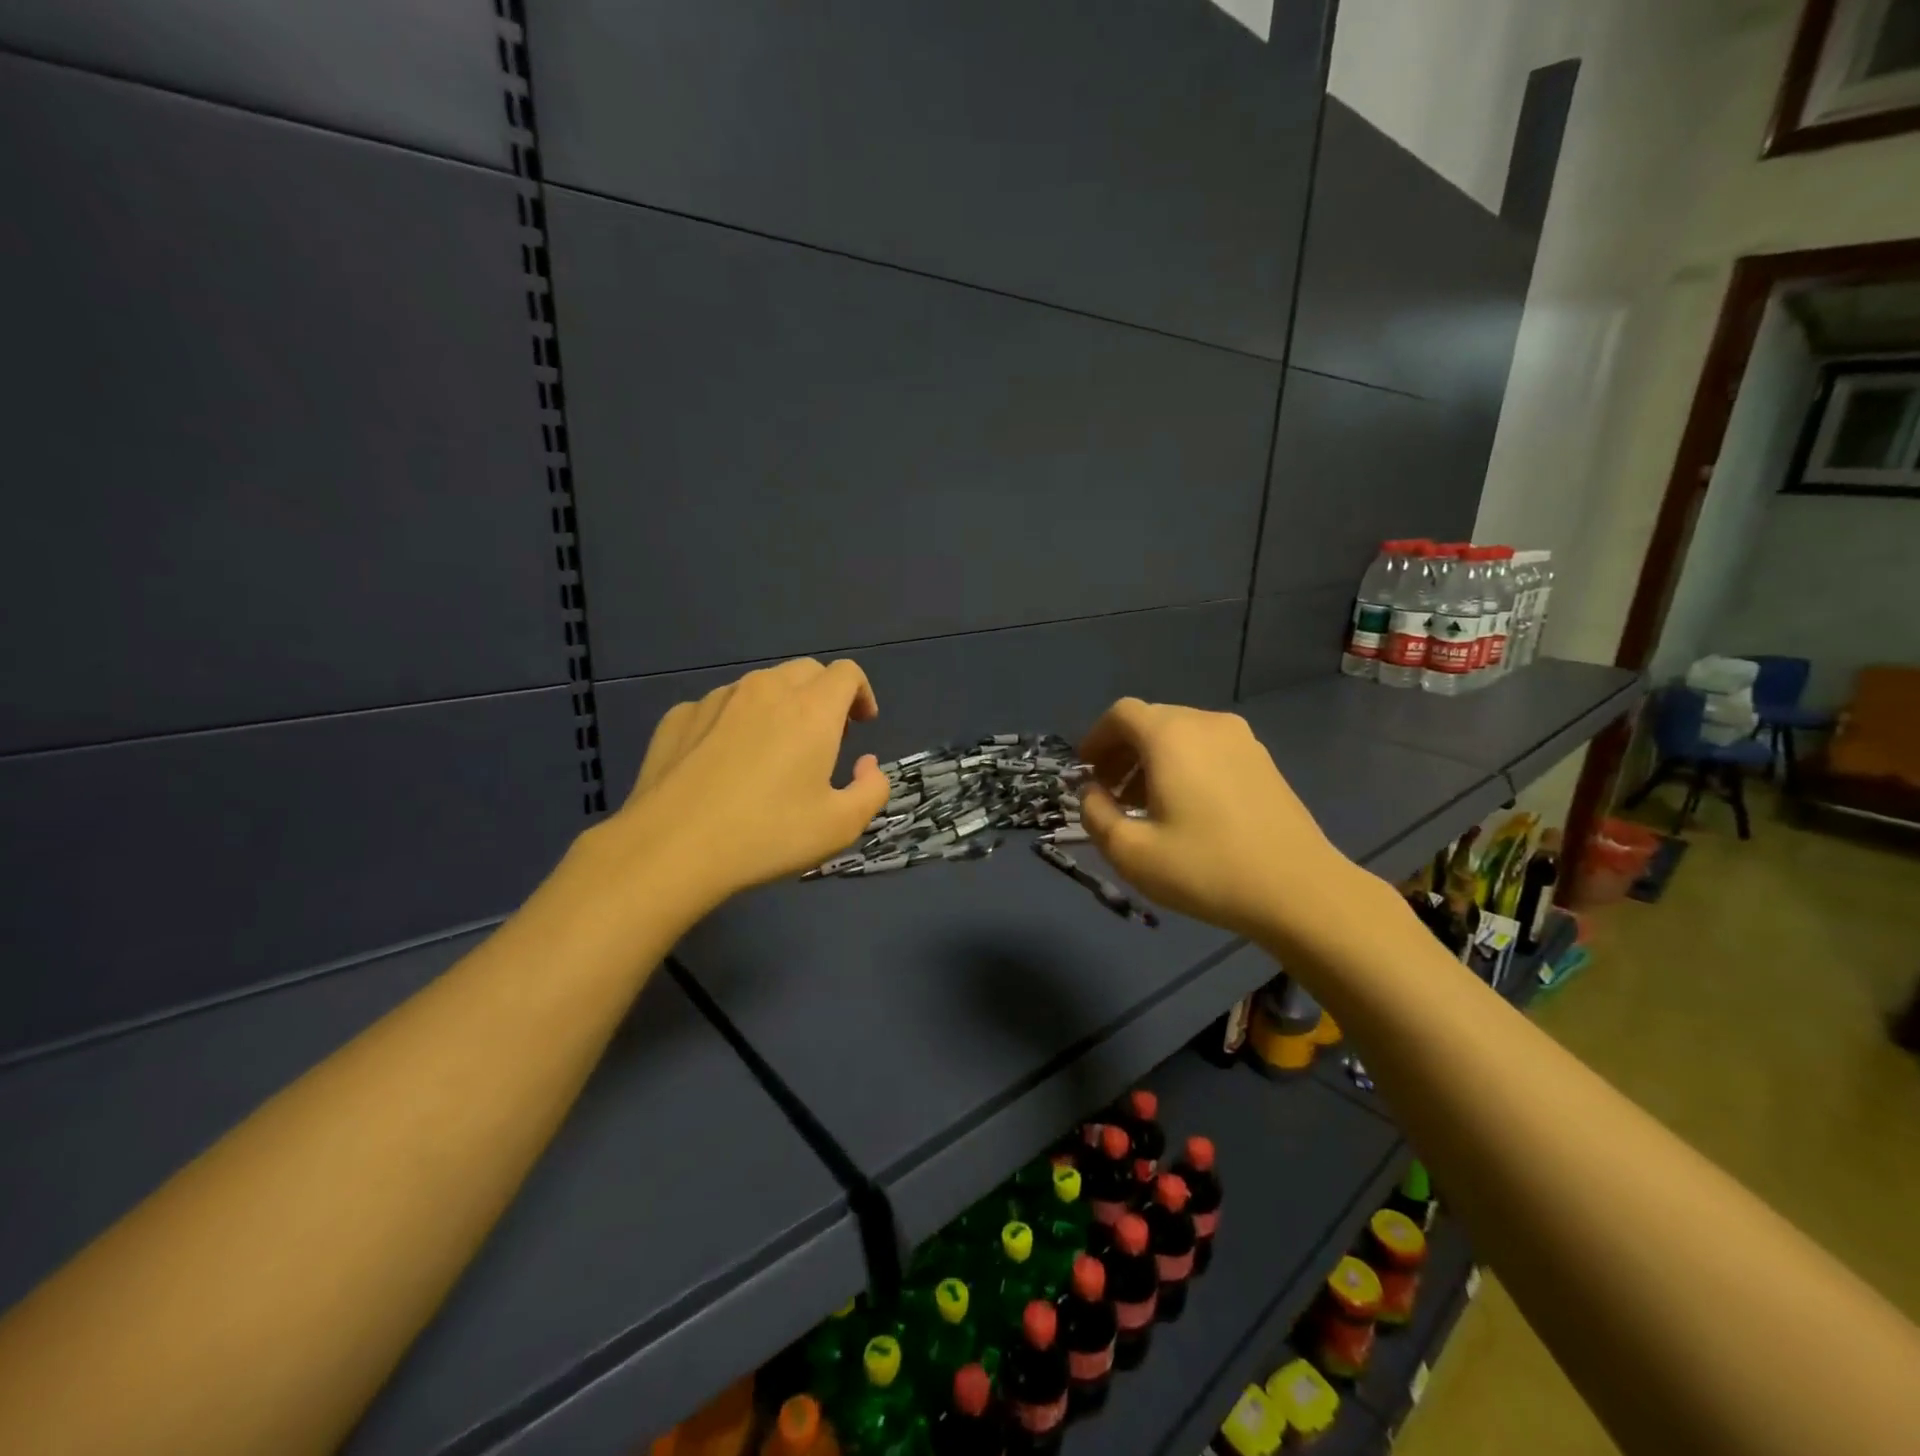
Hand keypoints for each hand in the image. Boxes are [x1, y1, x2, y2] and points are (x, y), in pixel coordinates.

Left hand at [604, 658, 890, 908]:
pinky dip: (736, 722)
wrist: (671, 848)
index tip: (861, 724)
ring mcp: (717, 699)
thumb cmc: (767, 835)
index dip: (861, 694)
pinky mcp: (679, 717)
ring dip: (780, 707)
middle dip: (824, 695)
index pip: (846, 673)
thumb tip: (867, 765)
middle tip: (825, 738)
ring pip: (761, 686)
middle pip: (805, 671)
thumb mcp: (841, 826)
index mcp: (811, 709)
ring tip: (773, 751)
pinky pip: (720, 708)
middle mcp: (765, 690)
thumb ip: (872, 789)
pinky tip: (725, 764)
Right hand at [1076, 698, 1364, 952]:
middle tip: (1110, 794)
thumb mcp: (1131, 852)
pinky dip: (1185, 765)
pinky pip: (1209, 748)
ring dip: (1153, 761)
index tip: (1086, 773)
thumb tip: (1092, 794)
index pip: (1121, 714)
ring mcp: (1242, 740)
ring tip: (1145, 805)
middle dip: (1122, 752)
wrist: (1300, 891)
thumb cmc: (1206, 869)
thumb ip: (1096, 815)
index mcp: (1171, 736)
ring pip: (1181, 735)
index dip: (1096, 739)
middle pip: (1151, 721)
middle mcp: (1206, 723)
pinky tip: (1186, 809)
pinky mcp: (1263, 761)